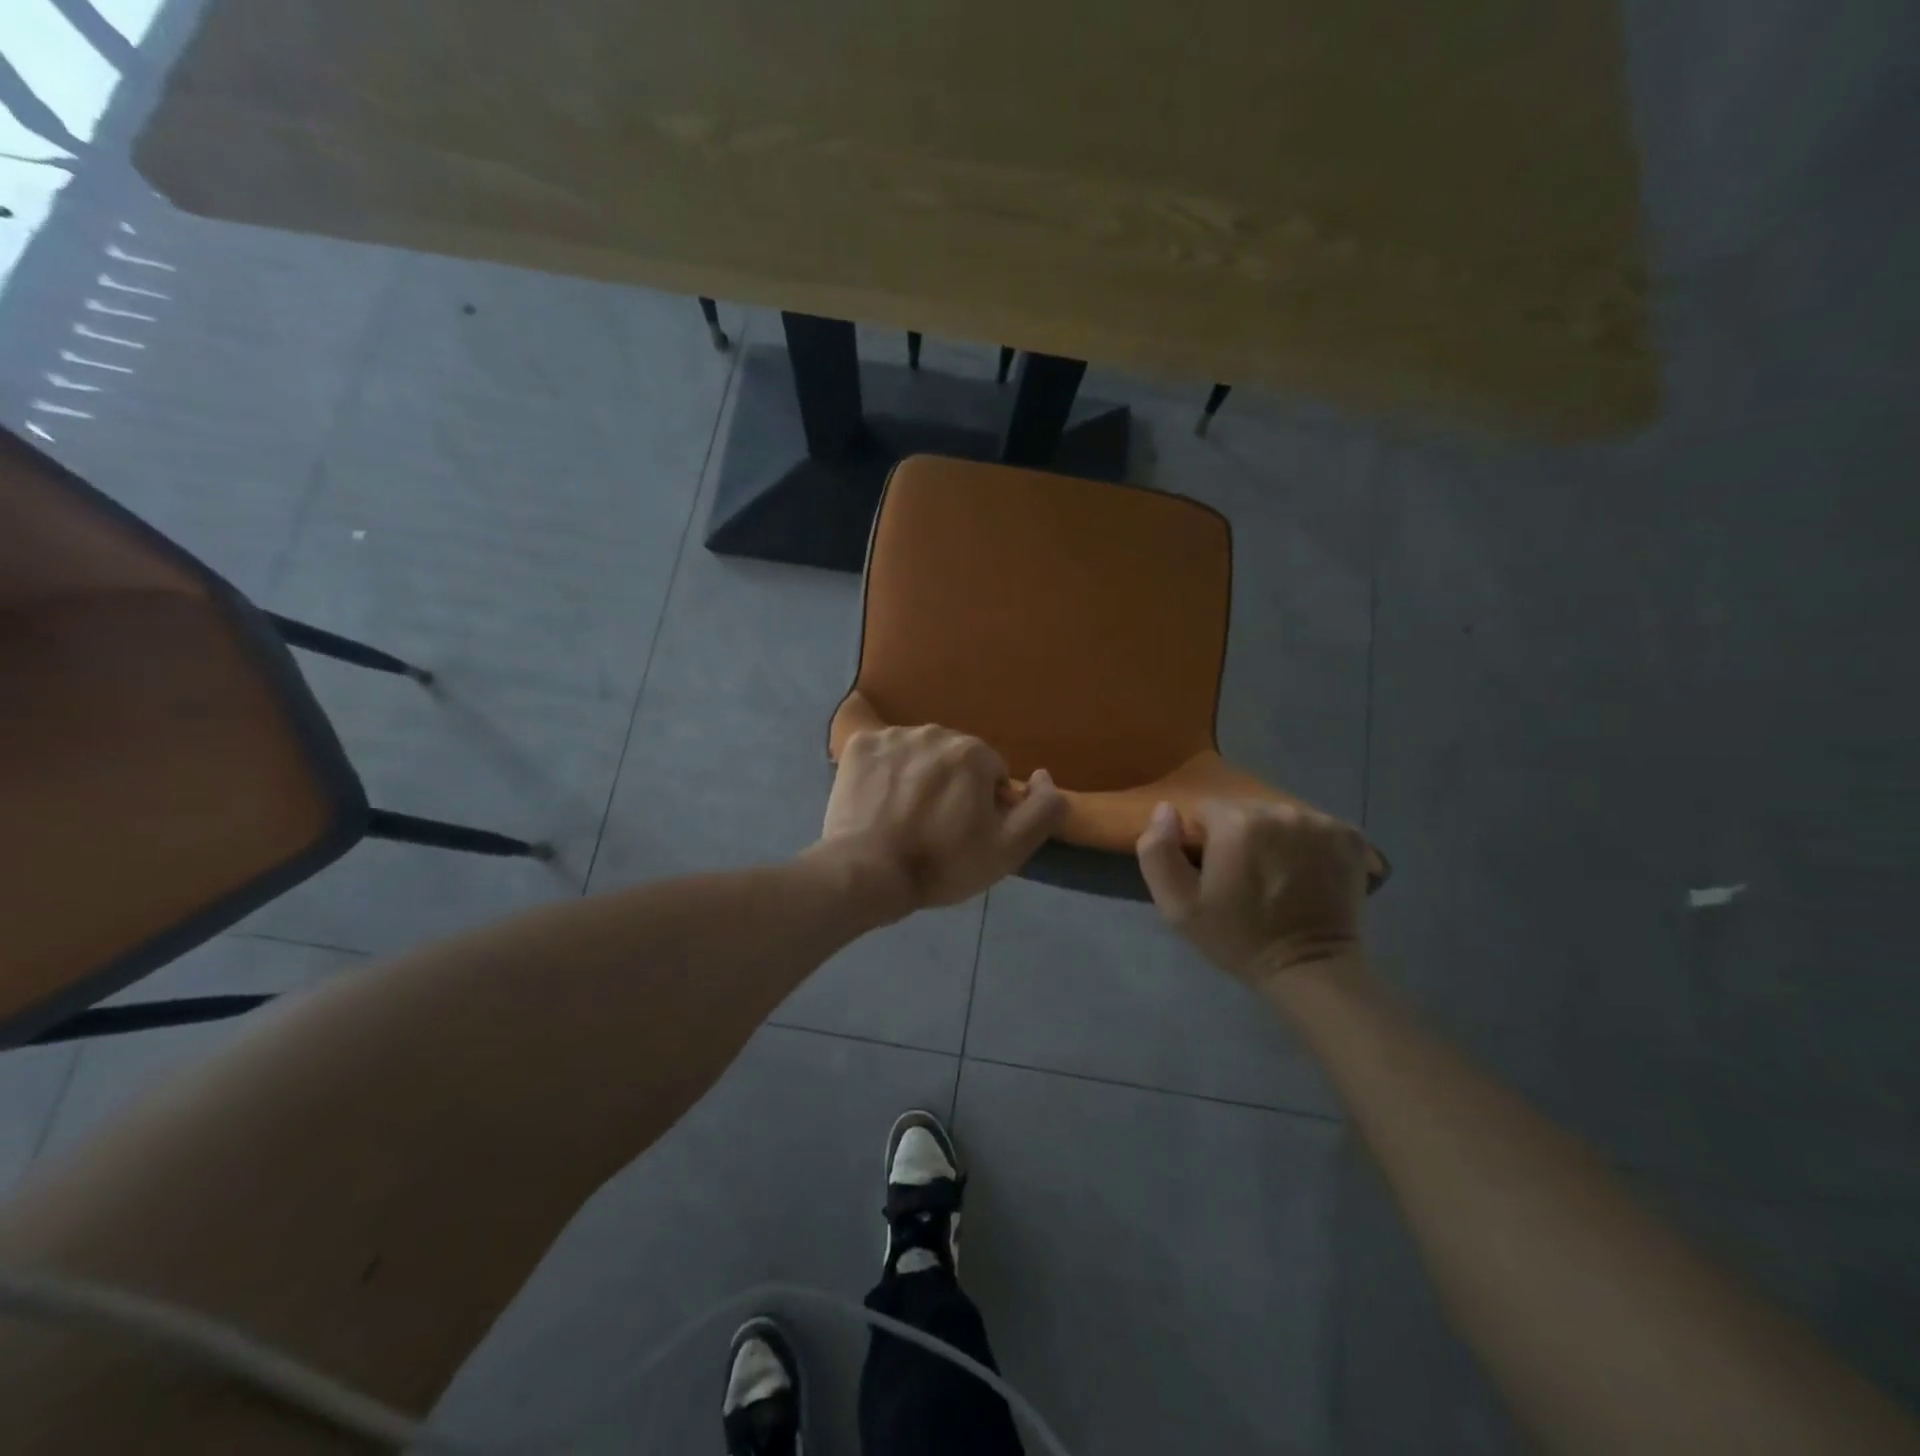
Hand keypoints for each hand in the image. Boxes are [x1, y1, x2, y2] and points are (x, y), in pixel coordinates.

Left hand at [822, 725, 1065, 915]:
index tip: (966, 833)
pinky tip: (878, 801)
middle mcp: (935, 731)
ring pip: (920, 753)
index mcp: (973, 752)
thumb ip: (1043, 809)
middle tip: (935, 826)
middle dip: (952, 785)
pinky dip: (885, 771)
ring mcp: (893, 735)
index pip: (992, 773)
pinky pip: (884, 752)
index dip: (984, 805)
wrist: (867, 873)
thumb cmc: (942, 863)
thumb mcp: (1010, 849)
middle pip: (955, 759)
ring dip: (919, 776)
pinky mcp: (859, 745)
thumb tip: (1044, 775)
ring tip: (904, 815)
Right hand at [1135, 799, 1366, 987]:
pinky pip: (1314, 825)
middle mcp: (1279, 811)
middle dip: (1239, 835)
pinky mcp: (1349, 835)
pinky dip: (1308, 843)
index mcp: (1235, 823)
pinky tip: (1307, 871)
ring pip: (1279, 816)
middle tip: (1245, 876)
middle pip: (1245, 810)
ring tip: (1278, 874)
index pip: (1206, 810)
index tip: (1216, 872)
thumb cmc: (1237, 938)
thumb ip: (1158, 851)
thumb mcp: (1178, 906)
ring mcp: (1319, 821)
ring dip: (1274, 837)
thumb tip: (1166, 810)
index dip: (1205, 841)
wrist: (1309, 968)